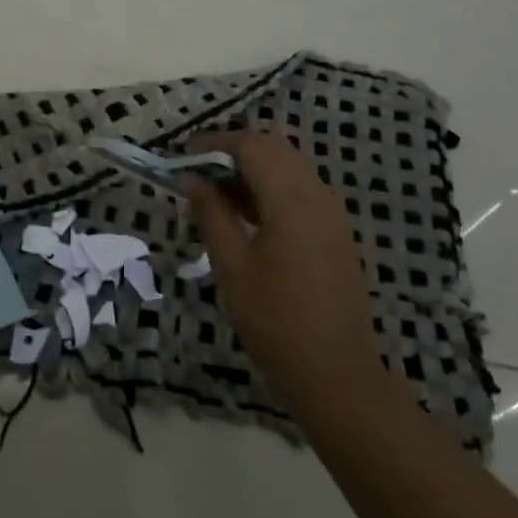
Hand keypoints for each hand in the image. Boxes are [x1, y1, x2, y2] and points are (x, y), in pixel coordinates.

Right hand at [185, 130, 393, 422]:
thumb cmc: (275, 321)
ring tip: (215, 196)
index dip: (213, 143)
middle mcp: (317, 193)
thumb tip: (190, 177)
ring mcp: (331, 211)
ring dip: (251, 168)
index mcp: (292, 199)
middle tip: (196, 175)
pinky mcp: (335, 229)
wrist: (336, 374)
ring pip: (288, 165)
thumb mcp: (232, 266)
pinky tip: (245, 215)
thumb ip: (211, 213)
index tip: (182, 158)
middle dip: (231, 151)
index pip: (251, 145)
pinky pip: (300, 188)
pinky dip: (270, 187)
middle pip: (272, 147)